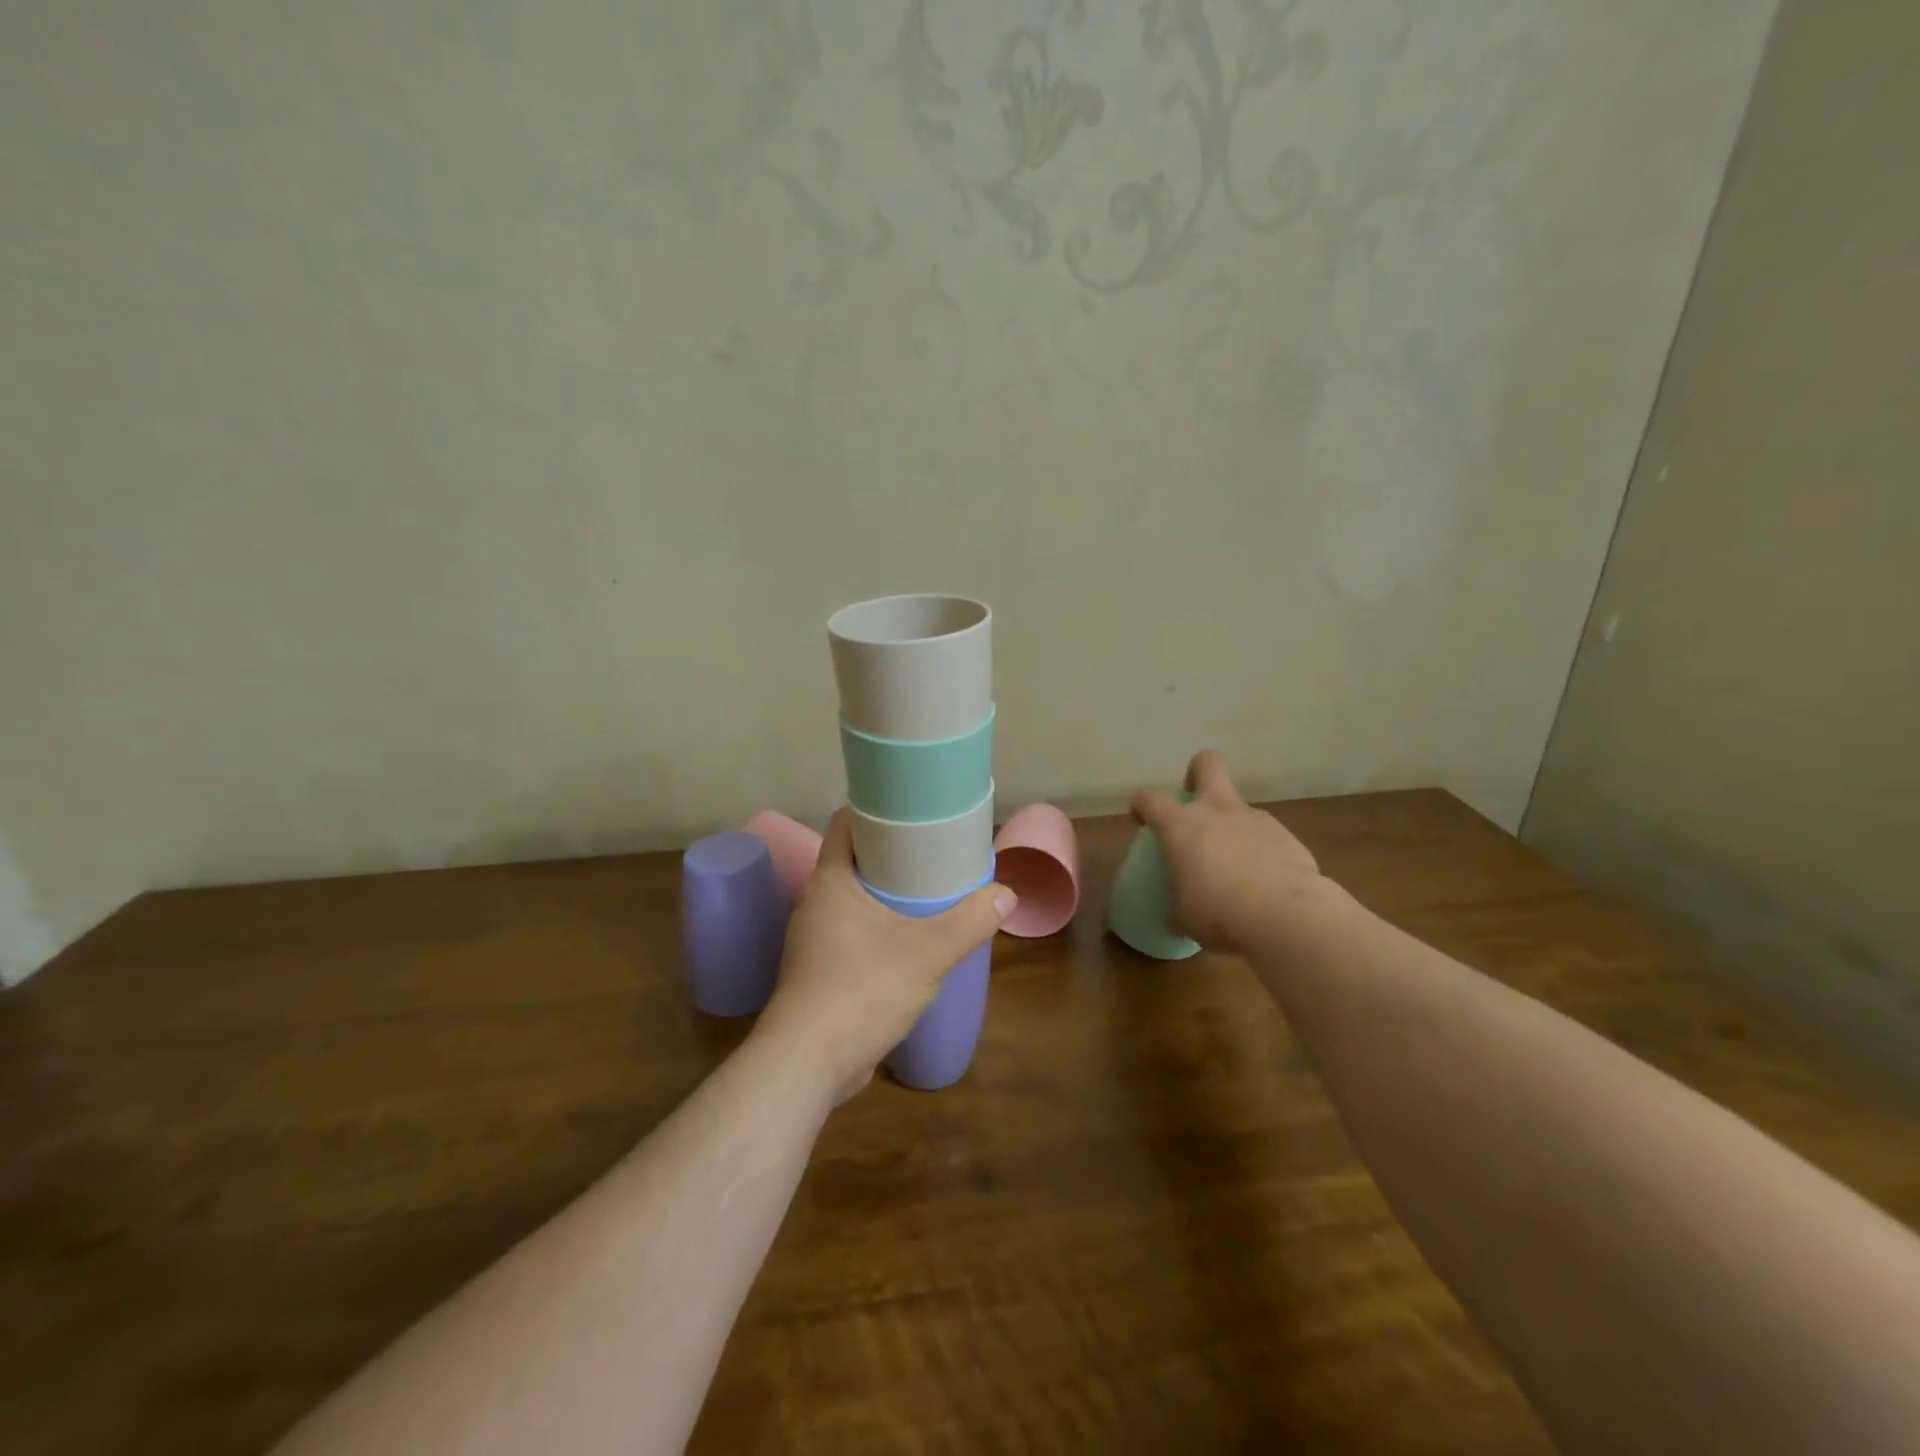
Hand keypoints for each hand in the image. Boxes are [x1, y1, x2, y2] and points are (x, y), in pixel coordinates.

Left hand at [757, 811, 1014, 1104]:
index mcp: (830, 882)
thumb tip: (1007, 895)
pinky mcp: (819, 975)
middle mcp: (815, 904)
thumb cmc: (861, 990)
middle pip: (853, 862)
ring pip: (853, 902)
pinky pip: (851, 937)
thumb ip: (970, 922)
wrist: (808, 1064)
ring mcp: (813, 942)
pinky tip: (907, 945)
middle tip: (932, 853)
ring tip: (926, 896)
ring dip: (884, 897)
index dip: (874, 810)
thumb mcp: (927, 952)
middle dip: (890, 856)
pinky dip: (877, 932)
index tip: (910, 810)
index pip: (845, 824)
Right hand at [1131, 750, 1324, 953]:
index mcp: (1182, 826)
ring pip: (1240, 808)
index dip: (1141, 805)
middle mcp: (1218, 812)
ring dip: (1232, 826)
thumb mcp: (1186, 918)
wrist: (1287, 918)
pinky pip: (1266, 837)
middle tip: (1194, 797)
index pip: (1150, 799)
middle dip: (1197, 772)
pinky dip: (1261, 852)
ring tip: (1235, 865)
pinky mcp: (1288, 837)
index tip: (1140, 819)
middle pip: (1207, 765)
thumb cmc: (1220, 913)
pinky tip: (1264, 882)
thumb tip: (1177, 918)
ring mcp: (1256, 820)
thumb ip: (1178, 908)